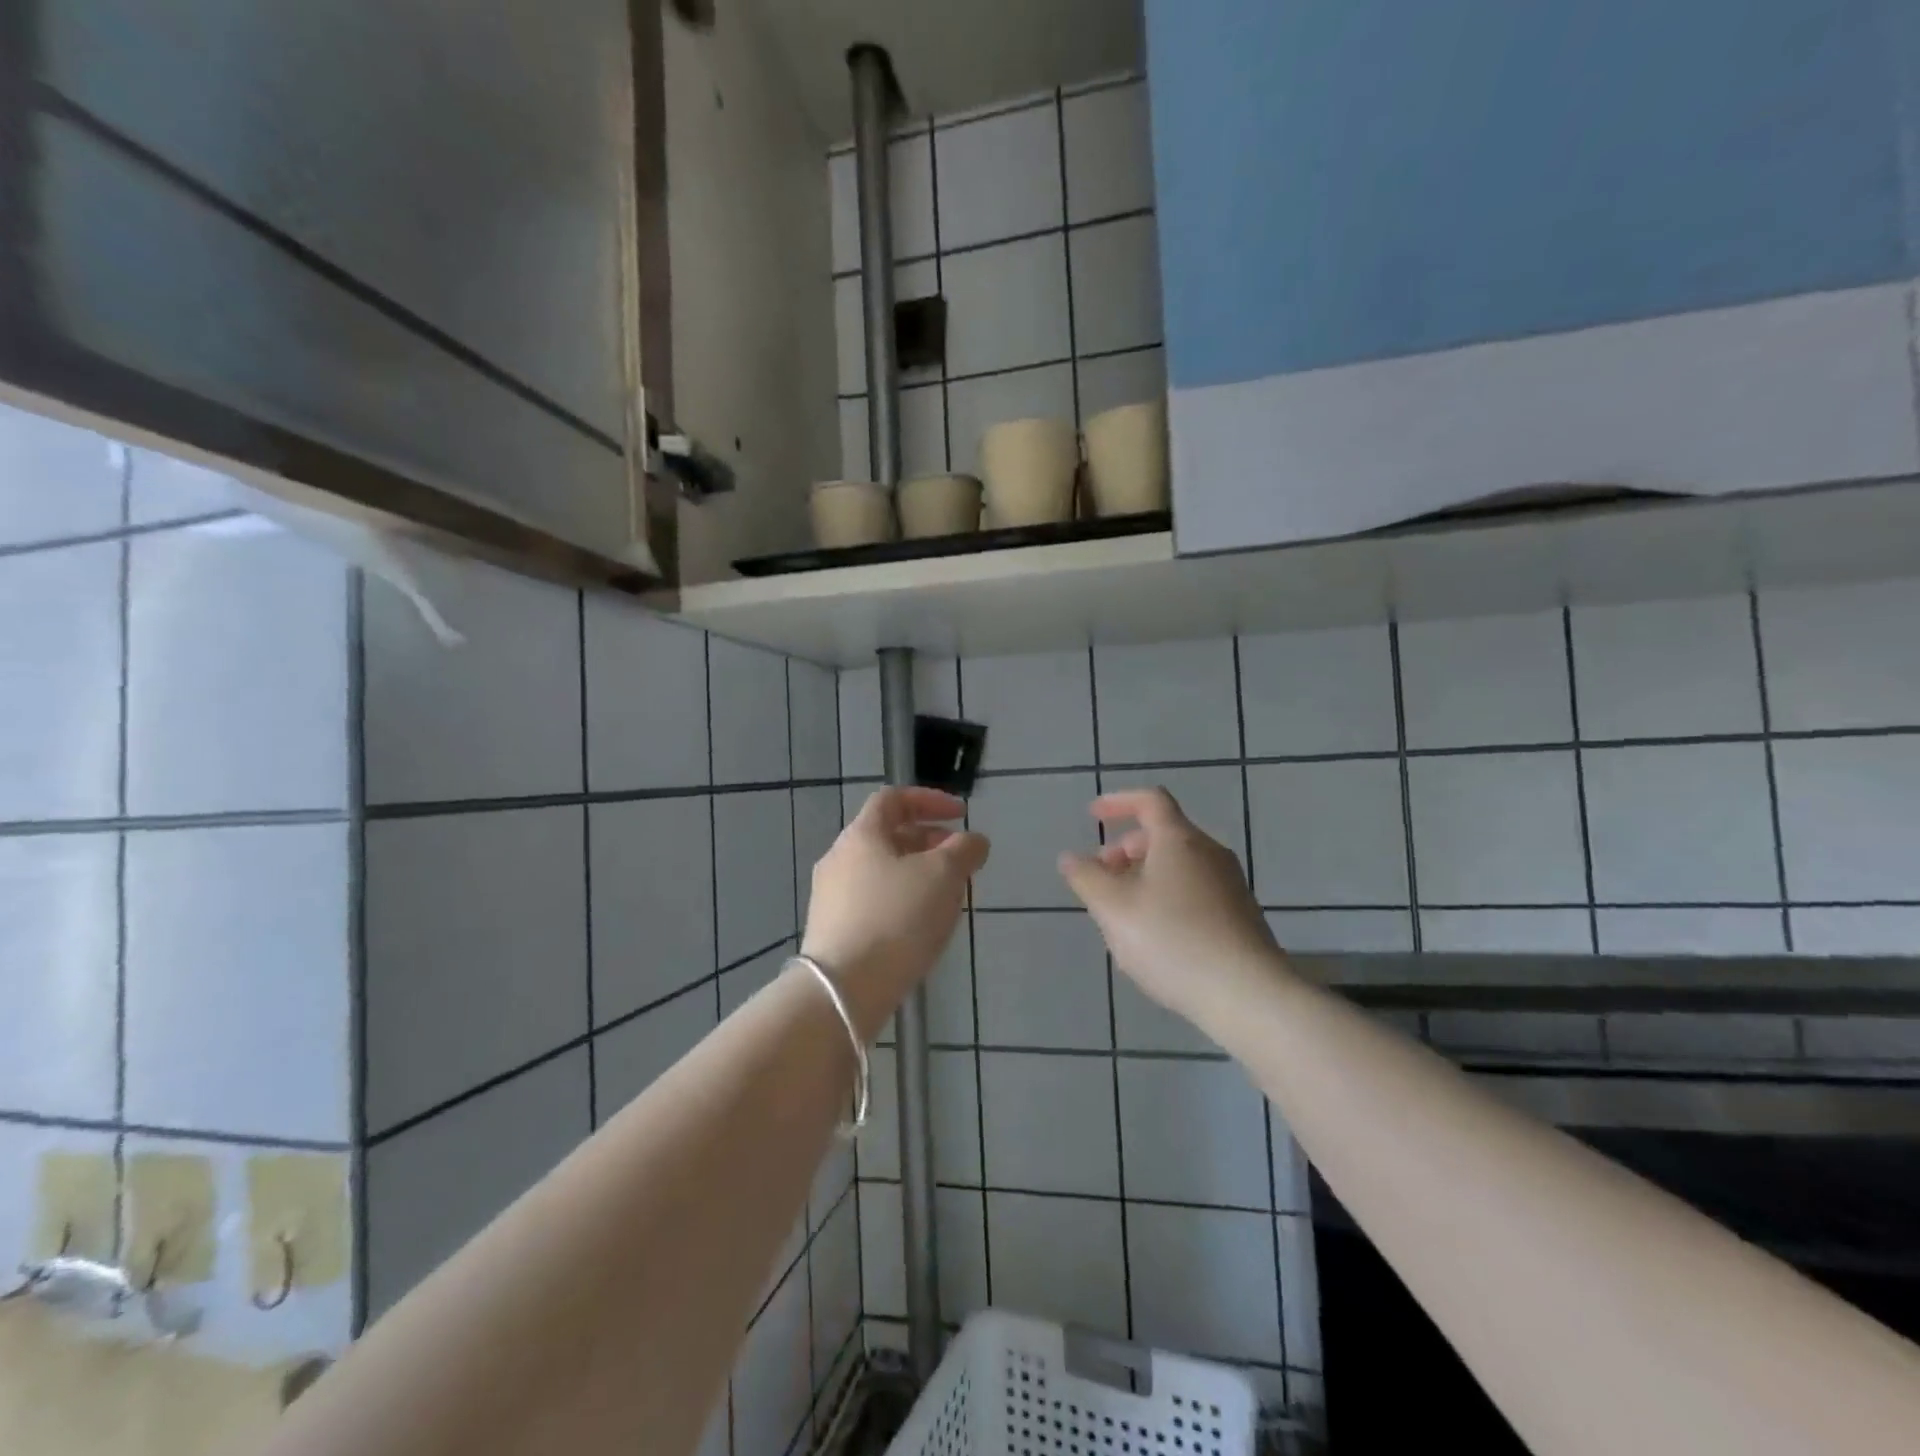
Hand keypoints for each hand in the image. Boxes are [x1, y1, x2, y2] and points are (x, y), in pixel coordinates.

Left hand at [802, 786, 988, 1036]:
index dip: (930, 800)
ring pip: (882, 871)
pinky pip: (873, 901)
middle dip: (929, 842)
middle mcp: (839, 858)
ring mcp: (831, 897)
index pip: (893, 799)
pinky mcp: (833, 930)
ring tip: (948, 896)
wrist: (844, 989)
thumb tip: (974, 840)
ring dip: (918, 874)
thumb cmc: (896, 918)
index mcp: (861, 835)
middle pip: (888, 836)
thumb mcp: (943, 876)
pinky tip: (921, 927)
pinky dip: (902, 901)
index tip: (961, 815)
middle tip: (960, 860)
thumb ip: (964, 850)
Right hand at [1058, 787, 1282, 1025]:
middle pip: (1164, 834)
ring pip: (1179, 865)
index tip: (1093, 816)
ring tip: (1122, 912)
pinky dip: (1167, 896)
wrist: (1248, 995)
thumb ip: (1086, 878)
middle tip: (1101, 876)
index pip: (1150, 800)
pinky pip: (1195, 890)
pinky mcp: (1241, 916)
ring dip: (1145, 875)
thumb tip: (1070, 858)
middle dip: (1126, 848)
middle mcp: (1210, 853)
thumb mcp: (1113, 909)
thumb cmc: (1172, 941)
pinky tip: (1156, 936)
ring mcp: (1230, 885)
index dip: (1118, 802)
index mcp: (1179, 840)